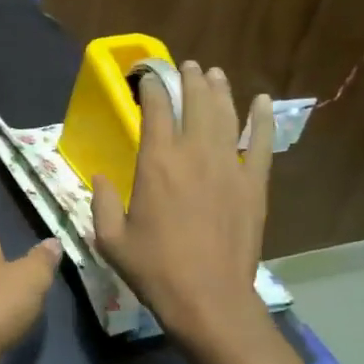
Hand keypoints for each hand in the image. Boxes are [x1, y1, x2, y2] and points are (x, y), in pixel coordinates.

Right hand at [91, 60, 272, 348]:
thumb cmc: (154, 269)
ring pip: (226, 115)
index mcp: (156, 164)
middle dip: (189, 79)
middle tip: (186, 66)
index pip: (155, 110)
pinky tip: (262, 100)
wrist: (208, 298)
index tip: (147, 78)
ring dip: (219, 90)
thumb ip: (101, 202)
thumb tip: (101, 178)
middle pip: (195, 103)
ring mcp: (229, 167)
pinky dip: (262, 120)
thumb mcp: (110, 239)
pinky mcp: (254, 185)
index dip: (152, 88)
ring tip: (214, 73)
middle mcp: (194, 154)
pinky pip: (262, 143)